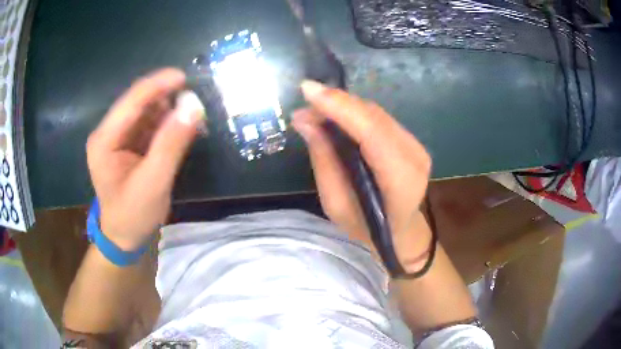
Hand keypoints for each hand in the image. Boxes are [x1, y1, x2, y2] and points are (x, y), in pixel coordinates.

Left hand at [86, 68, 204, 250]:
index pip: (131, 102)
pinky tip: (181, 129)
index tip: (185, 77)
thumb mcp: (153, 183)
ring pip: (145, 111)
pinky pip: (149, 124)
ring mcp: (118, 137)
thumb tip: (193, 106)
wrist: (124, 236)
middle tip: (193, 103)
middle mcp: (108, 132)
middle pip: (138, 103)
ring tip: (190, 118)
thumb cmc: (133, 215)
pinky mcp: (128, 143)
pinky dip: (167, 123)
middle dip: (165, 98)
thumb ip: (171, 144)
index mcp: (104, 140)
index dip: (157, 85)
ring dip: (168, 110)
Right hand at [293, 80, 432, 269]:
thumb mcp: (336, 205)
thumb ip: (324, 161)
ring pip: (375, 113)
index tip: (308, 90)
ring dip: (343, 106)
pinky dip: (354, 113)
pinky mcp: (411, 140)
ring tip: (315, 111)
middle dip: (336, 103)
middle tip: (305, 104)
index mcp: (400, 181)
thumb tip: (304, 120)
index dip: (340, 108)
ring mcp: (416, 146)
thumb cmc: (366, 227)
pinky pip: (379, 118)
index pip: (372, 133)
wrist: (400, 231)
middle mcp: (414, 157)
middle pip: (374, 117)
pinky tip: (335, 117)